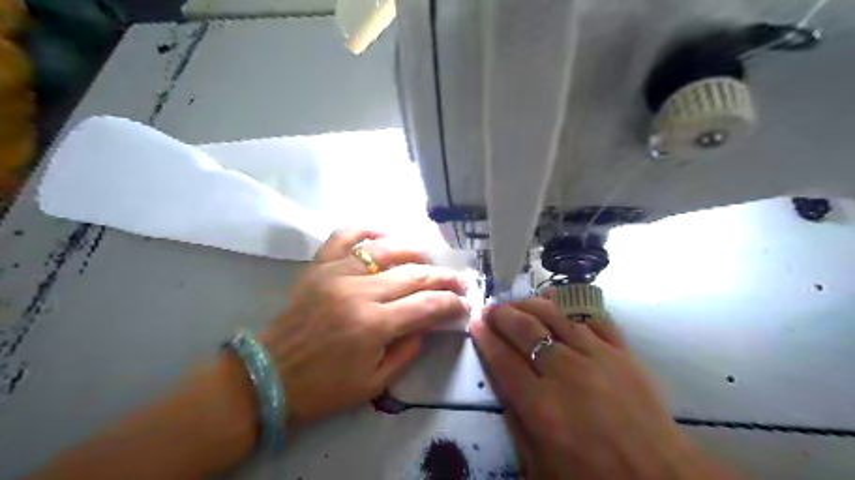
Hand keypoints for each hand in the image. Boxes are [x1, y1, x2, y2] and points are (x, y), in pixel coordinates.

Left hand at [259, 228, 465, 430]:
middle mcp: (358, 292)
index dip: (451, 303)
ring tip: (428, 259)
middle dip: (443, 277)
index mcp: (373, 326)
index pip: (426, 305)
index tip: (464, 303)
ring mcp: (336, 274)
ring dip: (414, 251)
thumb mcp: (374, 383)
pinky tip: (384, 235)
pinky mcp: (319, 267)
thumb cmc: (323, 388)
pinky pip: (345, 236)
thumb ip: (408, 350)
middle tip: (459, 280)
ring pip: (385, 249)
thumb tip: (429, 323)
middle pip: (413, 274)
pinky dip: (367, 230)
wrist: (268, 376)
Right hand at [471, 298, 731, 477]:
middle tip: (491, 308)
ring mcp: (597, 356)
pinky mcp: (622, 351)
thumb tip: (501, 382)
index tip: (476, 323)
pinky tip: (557, 298)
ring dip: (531, 304)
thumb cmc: (594, 475)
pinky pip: (593, 317)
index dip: (486, 338)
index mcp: (541, 405)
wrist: (659, 477)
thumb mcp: (541, 465)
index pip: (503, 360)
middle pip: (525, 330)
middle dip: (502, 315)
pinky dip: (572, 304)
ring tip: (517, 301)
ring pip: (556, 316)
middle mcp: (565, 372)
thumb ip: (517, 422)